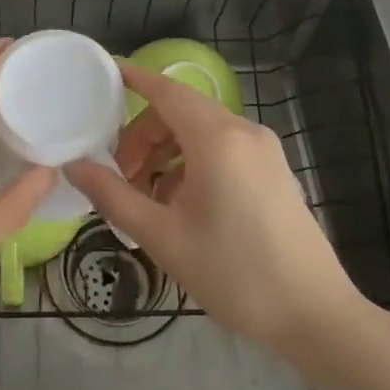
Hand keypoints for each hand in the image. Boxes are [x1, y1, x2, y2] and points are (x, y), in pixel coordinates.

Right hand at [65, 62, 359, 350]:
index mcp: (217, 139)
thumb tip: (74, 166)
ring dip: (165, 151)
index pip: (166, 90)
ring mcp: (263, 149)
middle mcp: (243, 131)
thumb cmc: (234, 274)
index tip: (102, 74)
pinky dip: (191, 162)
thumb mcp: (163, 237)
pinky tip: (179, 204)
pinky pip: (221, 148)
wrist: (315, 315)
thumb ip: (113, 195)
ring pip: (200, 131)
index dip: (133, 79)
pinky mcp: (273, 169)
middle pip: (180, 112)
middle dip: (142, 134)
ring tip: (145, 196)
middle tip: (118, 174)